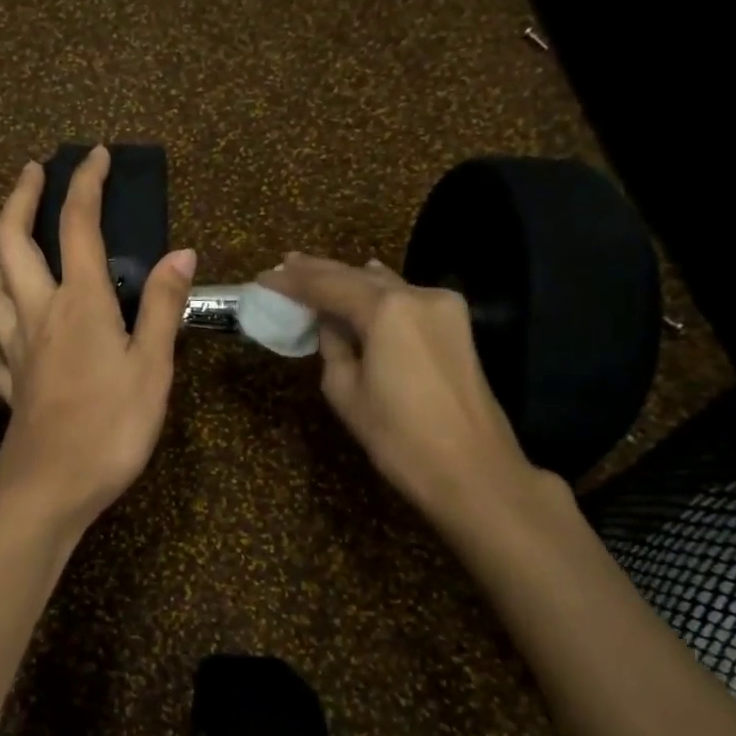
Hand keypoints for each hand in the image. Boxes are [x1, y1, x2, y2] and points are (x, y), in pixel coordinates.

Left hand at [0, 148, 196, 528]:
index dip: (85, 183)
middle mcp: (38, 312)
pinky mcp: (9, 381)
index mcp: (80, 302)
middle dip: (18, 197)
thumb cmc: (111, 426)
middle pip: (9, 240)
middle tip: (31, 172)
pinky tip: (18, 342)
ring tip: (21, 255)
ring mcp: (15, 347)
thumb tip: (181, 252)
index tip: (94, 154)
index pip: (78, 224)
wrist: (48, 486)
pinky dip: (4, 332)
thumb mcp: (153, 367)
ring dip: (2, 261)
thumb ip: (165, 307)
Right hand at [257, 253, 557, 529]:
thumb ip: (333, 347)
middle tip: (284, 264)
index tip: (263, 278)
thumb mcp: (346, 391)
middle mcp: (417, 295)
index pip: (327, 285)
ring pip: (384, 283)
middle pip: (357, 275)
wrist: (473, 471)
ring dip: (348, 279)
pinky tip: (365, 279)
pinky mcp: (456, 325)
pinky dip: (378, 291)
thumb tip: (332, 325)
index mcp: (386, 309)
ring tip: (313, 272)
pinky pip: (405, 297)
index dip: (292, 281)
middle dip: (318, 271)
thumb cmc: (399, 437)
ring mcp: (442, 306)